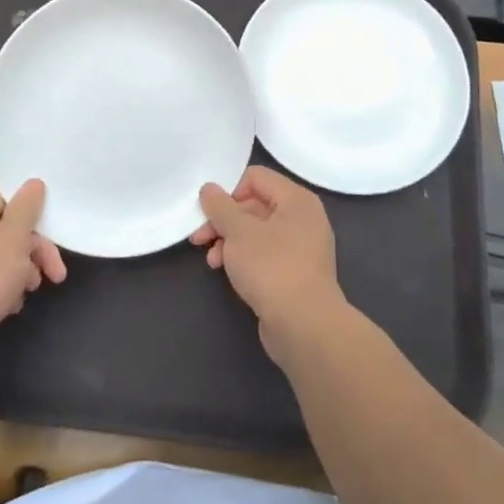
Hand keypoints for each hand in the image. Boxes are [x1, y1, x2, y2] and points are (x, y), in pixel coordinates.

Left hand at [0, 180, 65, 364]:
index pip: (5, 194)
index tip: (51, 231)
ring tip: (30, 290)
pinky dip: (1, 286)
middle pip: (4, 227)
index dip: (31, 211)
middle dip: (32, 249)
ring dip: (20, 270)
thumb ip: (27, 208)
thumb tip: (33, 183)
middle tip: (54, 272)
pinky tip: (11, 304)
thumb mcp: (14, 238)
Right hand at [194, 167, 348, 361]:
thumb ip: (220, 207)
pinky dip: (244, 259)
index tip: (211, 212)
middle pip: (255, 205)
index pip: (256, 177)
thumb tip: (209, 188)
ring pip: (257, 233)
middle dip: (224, 221)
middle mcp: (303, 219)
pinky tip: (226, 273)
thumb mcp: (239, 232)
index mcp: (297, 200)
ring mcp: (302, 249)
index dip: (230, 191)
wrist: (304, 326)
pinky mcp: (295, 275)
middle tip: (199, 238)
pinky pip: (265, 255)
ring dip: (230, 242)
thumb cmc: (272, 267)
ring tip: (212, 261)